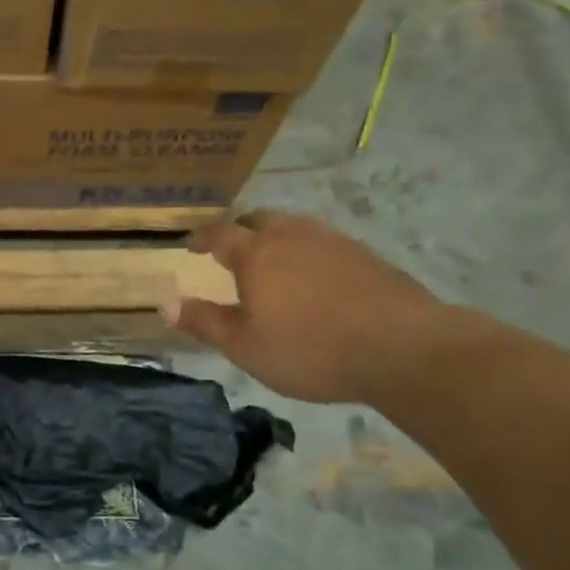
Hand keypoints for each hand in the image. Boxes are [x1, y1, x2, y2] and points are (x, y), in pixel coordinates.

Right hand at [169, 211, 446, 403]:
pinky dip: (309, 252)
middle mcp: (293, 236)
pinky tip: (317, 278)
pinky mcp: (367, 256)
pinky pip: (325, 243)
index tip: (190, 243)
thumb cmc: (310, 349)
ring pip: (296, 227)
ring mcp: (334, 242)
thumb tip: (166, 305)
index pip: (220, 234)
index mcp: (257, 254)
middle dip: (241, 229)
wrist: (403, 349)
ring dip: (277, 237)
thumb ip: (205, 322)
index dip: (202, 237)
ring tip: (274, 260)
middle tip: (232, 247)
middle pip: (260, 219)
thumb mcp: (246, 347)